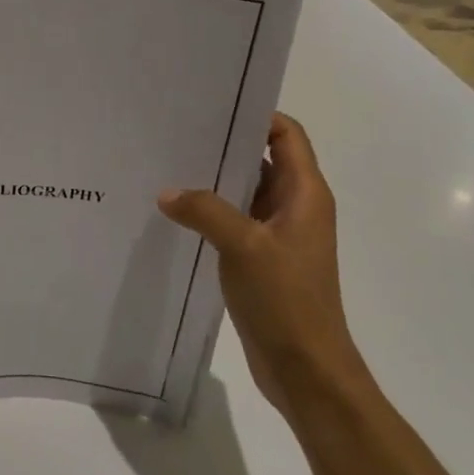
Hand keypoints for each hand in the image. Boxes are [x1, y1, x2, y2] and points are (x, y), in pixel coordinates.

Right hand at [158, 114, 365, 414]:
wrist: (306, 369)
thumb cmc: (286, 300)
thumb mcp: (244, 246)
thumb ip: (205, 210)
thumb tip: (167, 192)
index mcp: (305, 194)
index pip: (286, 134)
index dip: (256, 115)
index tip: (212, 105)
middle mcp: (295, 207)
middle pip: (263, 158)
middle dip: (225, 144)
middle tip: (177, 131)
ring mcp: (278, 234)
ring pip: (245, 191)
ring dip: (214, 179)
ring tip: (169, 165)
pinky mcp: (262, 258)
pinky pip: (235, 220)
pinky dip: (211, 211)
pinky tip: (177, 211)